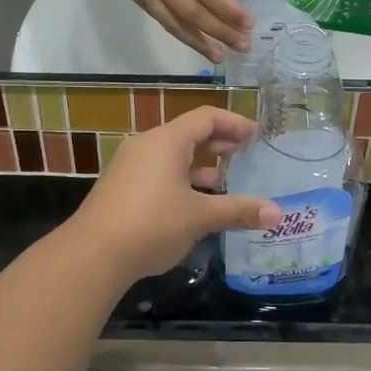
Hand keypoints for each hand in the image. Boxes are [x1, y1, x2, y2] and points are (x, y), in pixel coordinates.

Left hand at [64, 108, 281, 284]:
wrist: (93, 254)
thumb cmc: (152, 224)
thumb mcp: (200, 217)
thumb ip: (238, 210)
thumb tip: (277, 212)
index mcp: (167, 140)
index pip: (206, 117)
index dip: (234, 123)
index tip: (256, 136)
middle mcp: (147, 144)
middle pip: (189, 133)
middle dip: (219, 144)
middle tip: (245, 157)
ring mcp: (130, 164)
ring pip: (172, 155)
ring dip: (199, 165)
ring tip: (224, 183)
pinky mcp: (121, 186)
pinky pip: (158, 171)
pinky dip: (180, 178)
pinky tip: (193, 204)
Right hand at [114, 0, 251, 60]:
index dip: (228, 10)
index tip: (248, 24)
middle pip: (191, 12)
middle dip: (219, 31)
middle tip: (243, 45)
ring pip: (174, 23)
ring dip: (200, 42)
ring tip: (221, 56)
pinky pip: (163, 21)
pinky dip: (183, 34)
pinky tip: (199, 43)